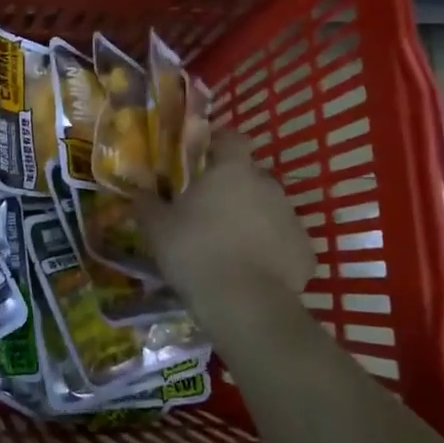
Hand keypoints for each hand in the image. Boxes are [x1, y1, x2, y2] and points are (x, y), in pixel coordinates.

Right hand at [133, 135, 313, 307]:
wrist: (244, 303)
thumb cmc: (195, 252)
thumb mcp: (157, 228)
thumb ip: (147, 204)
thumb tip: (138, 193)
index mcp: (232, 171)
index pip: (232, 139)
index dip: (220, 143)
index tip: (205, 156)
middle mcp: (267, 185)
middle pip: (251, 176)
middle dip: (234, 188)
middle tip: (211, 210)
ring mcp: (291, 218)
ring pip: (269, 209)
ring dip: (253, 219)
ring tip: (230, 245)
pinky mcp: (305, 251)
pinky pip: (284, 242)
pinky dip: (271, 251)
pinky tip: (253, 271)